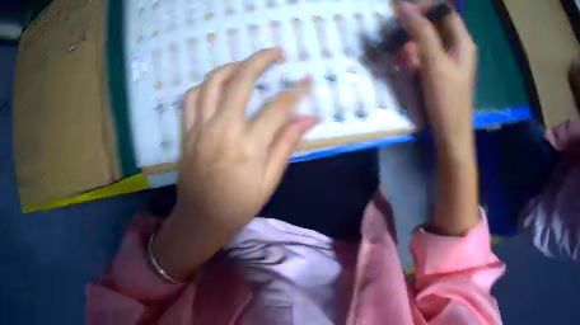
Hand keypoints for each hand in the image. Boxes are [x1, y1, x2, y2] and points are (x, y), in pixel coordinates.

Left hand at [153, 49, 316, 280]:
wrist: (200, 218)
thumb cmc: (238, 205)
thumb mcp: (269, 181)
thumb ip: (286, 145)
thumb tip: (309, 119)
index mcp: (248, 146)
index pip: (277, 107)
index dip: (296, 91)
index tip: (306, 81)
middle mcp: (222, 130)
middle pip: (241, 81)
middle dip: (261, 60)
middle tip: (275, 52)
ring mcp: (200, 129)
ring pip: (212, 82)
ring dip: (231, 66)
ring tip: (246, 65)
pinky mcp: (186, 132)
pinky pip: (190, 98)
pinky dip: (204, 86)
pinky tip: (216, 87)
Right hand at [398, 2, 476, 150]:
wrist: (450, 135)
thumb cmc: (447, 100)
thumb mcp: (434, 63)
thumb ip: (421, 32)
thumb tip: (403, 6)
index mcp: (463, 42)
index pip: (444, 11)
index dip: (425, 8)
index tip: (405, 14)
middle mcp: (457, 46)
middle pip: (435, 22)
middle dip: (415, 27)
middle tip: (399, 36)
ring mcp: (449, 57)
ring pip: (427, 36)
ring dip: (412, 42)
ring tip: (404, 57)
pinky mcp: (441, 67)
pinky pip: (425, 51)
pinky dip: (414, 54)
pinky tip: (408, 66)